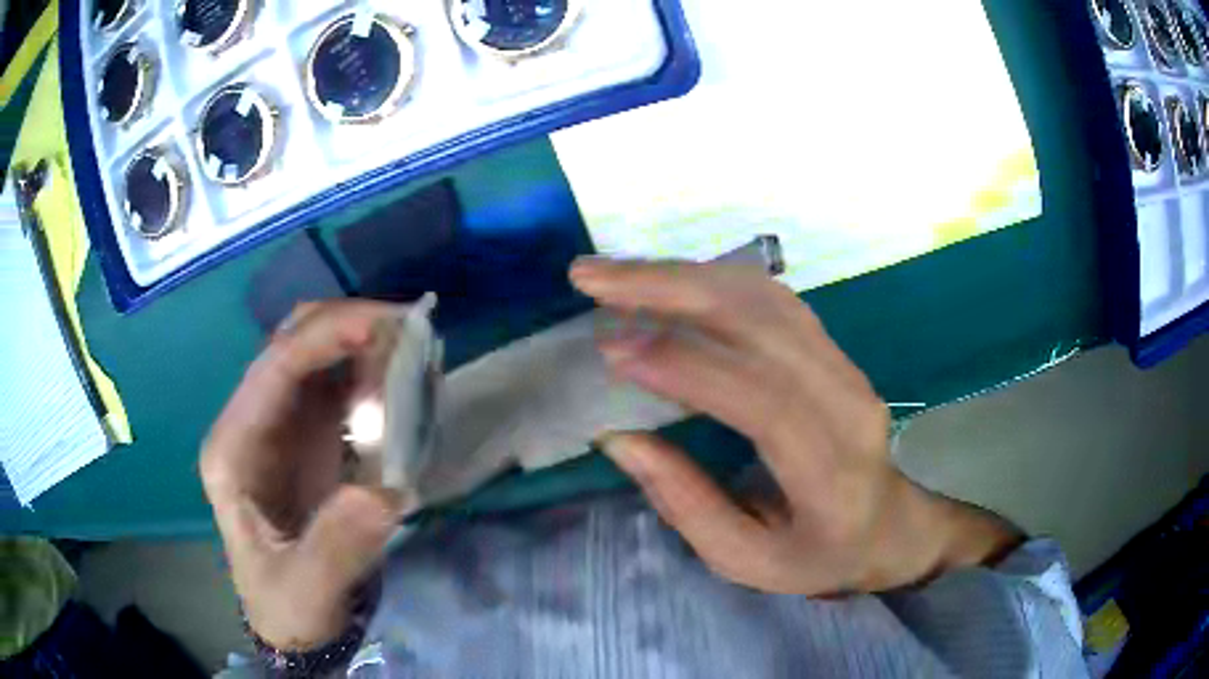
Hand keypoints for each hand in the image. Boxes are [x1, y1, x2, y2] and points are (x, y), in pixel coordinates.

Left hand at [200, 301, 409, 650]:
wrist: (292, 621)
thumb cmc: (287, 605)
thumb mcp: (306, 590)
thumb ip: (336, 548)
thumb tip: (383, 492)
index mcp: (235, 448)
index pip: (275, 366)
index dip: (328, 335)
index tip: (386, 328)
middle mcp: (252, 422)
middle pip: (294, 342)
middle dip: (350, 326)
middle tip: (412, 336)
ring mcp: (281, 425)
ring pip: (319, 354)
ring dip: (365, 343)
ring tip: (416, 356)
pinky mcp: (308, 436)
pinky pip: (340, 383)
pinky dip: (373, 371)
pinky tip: (404, 382)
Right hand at [570, 259, 1021, 594]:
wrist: (891, 523)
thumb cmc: (820, 554)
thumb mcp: (748, 562)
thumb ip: (685, 505)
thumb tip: (620, 438)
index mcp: (829, 471)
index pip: (762, 399)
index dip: (686, 366)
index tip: (613, 346)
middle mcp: (846, 402)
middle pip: (761, 321)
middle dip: (669, 289)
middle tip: (591, 278)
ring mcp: (844, 365)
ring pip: (763, 296)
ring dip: (683, 275)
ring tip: (616, 275)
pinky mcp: (833, 348)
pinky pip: (770, 298)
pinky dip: (712, 281)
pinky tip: (668, 283)